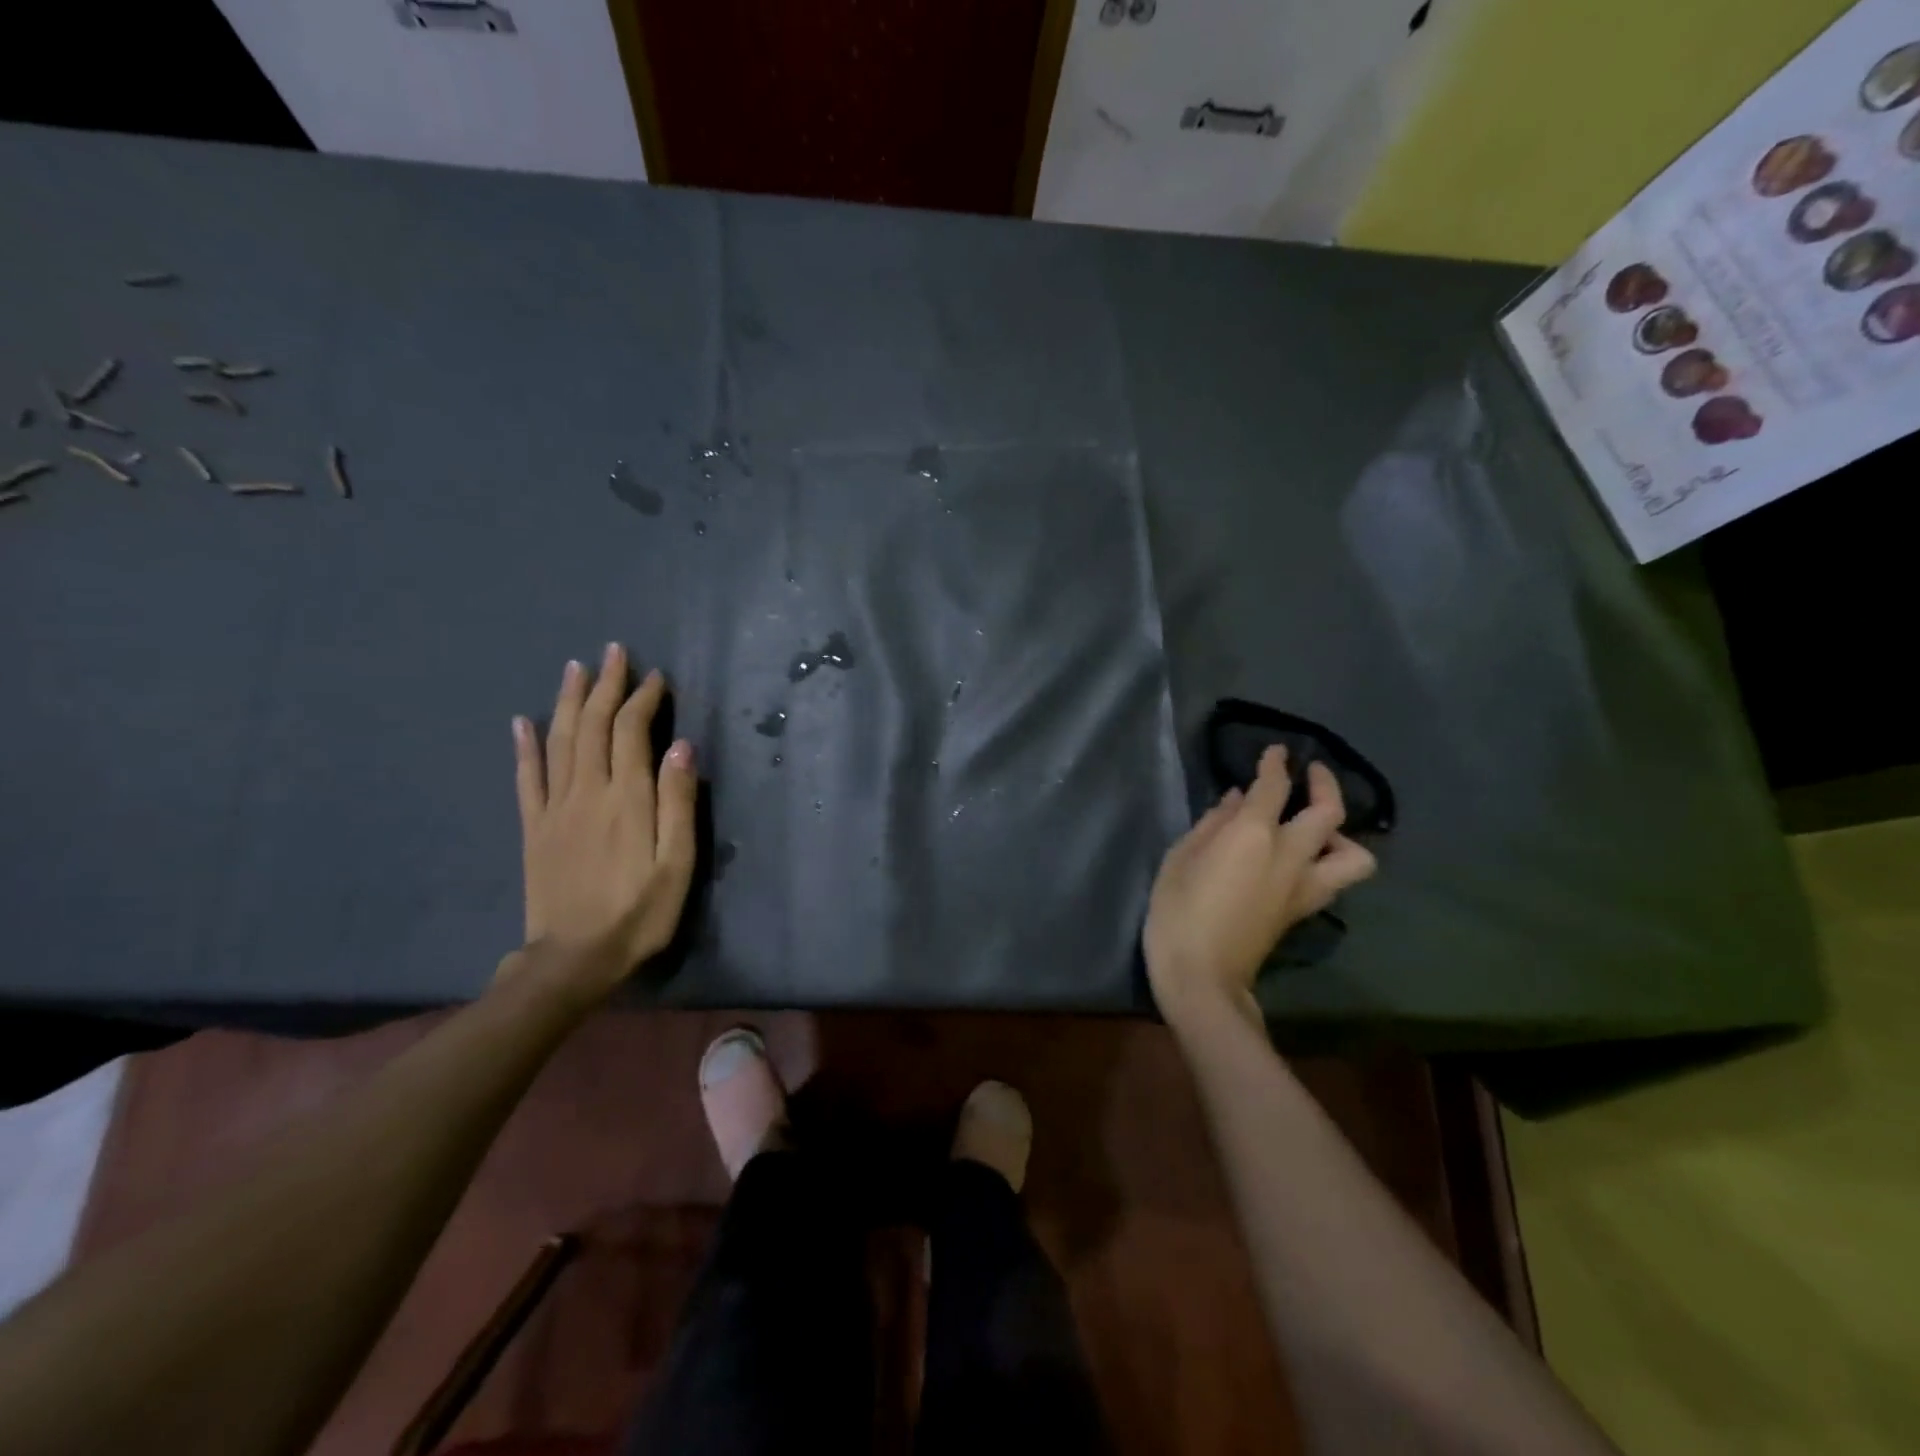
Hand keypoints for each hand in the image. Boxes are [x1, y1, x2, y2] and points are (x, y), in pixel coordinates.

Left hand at [509, 643, 696, 1005]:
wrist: (573, 960)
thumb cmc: (639, 913)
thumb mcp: (677, 864)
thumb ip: (679, 803)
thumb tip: (682, 746)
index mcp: (627, 799)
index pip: (631, 732)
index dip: (642, 700)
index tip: (655, 677)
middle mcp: (587, 792)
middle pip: (592, 726)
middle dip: (605, 686)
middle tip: (614, 652)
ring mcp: (555, 808)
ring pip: (559, 741)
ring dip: (567, 700)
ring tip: (574, 668)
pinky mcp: (534, 828)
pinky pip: (526, 778)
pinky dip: (524, 746)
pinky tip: (521, 722)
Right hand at [1144, 746, 1376, 1028]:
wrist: (1202, 975)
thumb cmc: (1177, 911)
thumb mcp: (1180, 858)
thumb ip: (1211, 824)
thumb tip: (1234, 800)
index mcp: (1252, 835)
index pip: (1274, 786)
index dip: (1275, 764)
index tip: (1275, 752)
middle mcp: (1289, 854)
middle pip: (1329, 811)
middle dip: (1324, 784)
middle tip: (1311, 774)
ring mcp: (1304, 886)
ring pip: (1354, 854)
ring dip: (1342, 834)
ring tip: (1316, 830)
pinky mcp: (1304, 910)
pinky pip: (1335, 879)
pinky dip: (1329, 862)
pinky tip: (1302, 860)